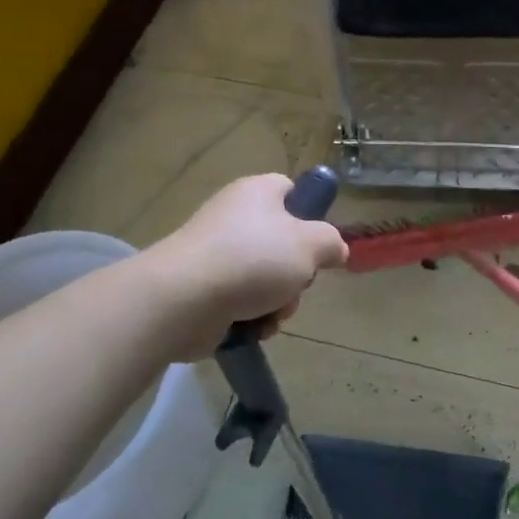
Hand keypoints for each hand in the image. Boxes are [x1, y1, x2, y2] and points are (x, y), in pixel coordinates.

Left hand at [143, 174, 349, 359]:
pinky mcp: (203, 289)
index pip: (291, 191)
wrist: (183, 299)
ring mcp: (216, 254)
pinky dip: (252, 318)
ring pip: (266, 278)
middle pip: (282, 243)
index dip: (309, 215)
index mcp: (258, 192)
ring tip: (271, 313)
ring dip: (278, 302)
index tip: (318, 243)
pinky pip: (242, 302)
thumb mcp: (311, 245)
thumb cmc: (253, 259)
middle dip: (296, 274)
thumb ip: (332, 242)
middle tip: (296, 284)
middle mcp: (234, 217)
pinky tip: (252, 327)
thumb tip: (335, 249)